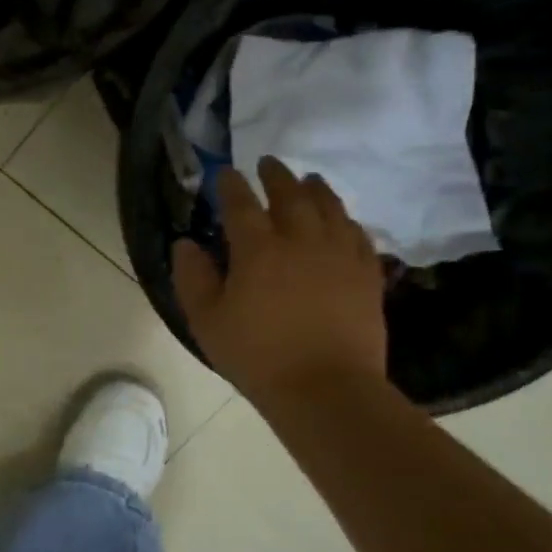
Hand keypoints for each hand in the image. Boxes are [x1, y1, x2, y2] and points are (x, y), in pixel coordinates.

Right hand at [172, 158, 387, 405]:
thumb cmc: (257, 355)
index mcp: (258, 250)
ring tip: (310, 179)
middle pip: (290, 195)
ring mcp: (340, 256)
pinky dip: (346, 220)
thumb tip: (185, 244)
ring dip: (316, 189)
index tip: (224, 173)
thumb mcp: (206, 320)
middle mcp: (302, 241)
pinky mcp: (367, 275)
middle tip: (268, 163)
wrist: (326, 389)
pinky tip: (343, 220)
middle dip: (276, 176)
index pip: (241, 204)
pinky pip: (358, 235)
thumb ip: (192, 277)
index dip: (230, 185)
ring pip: (330, 208)